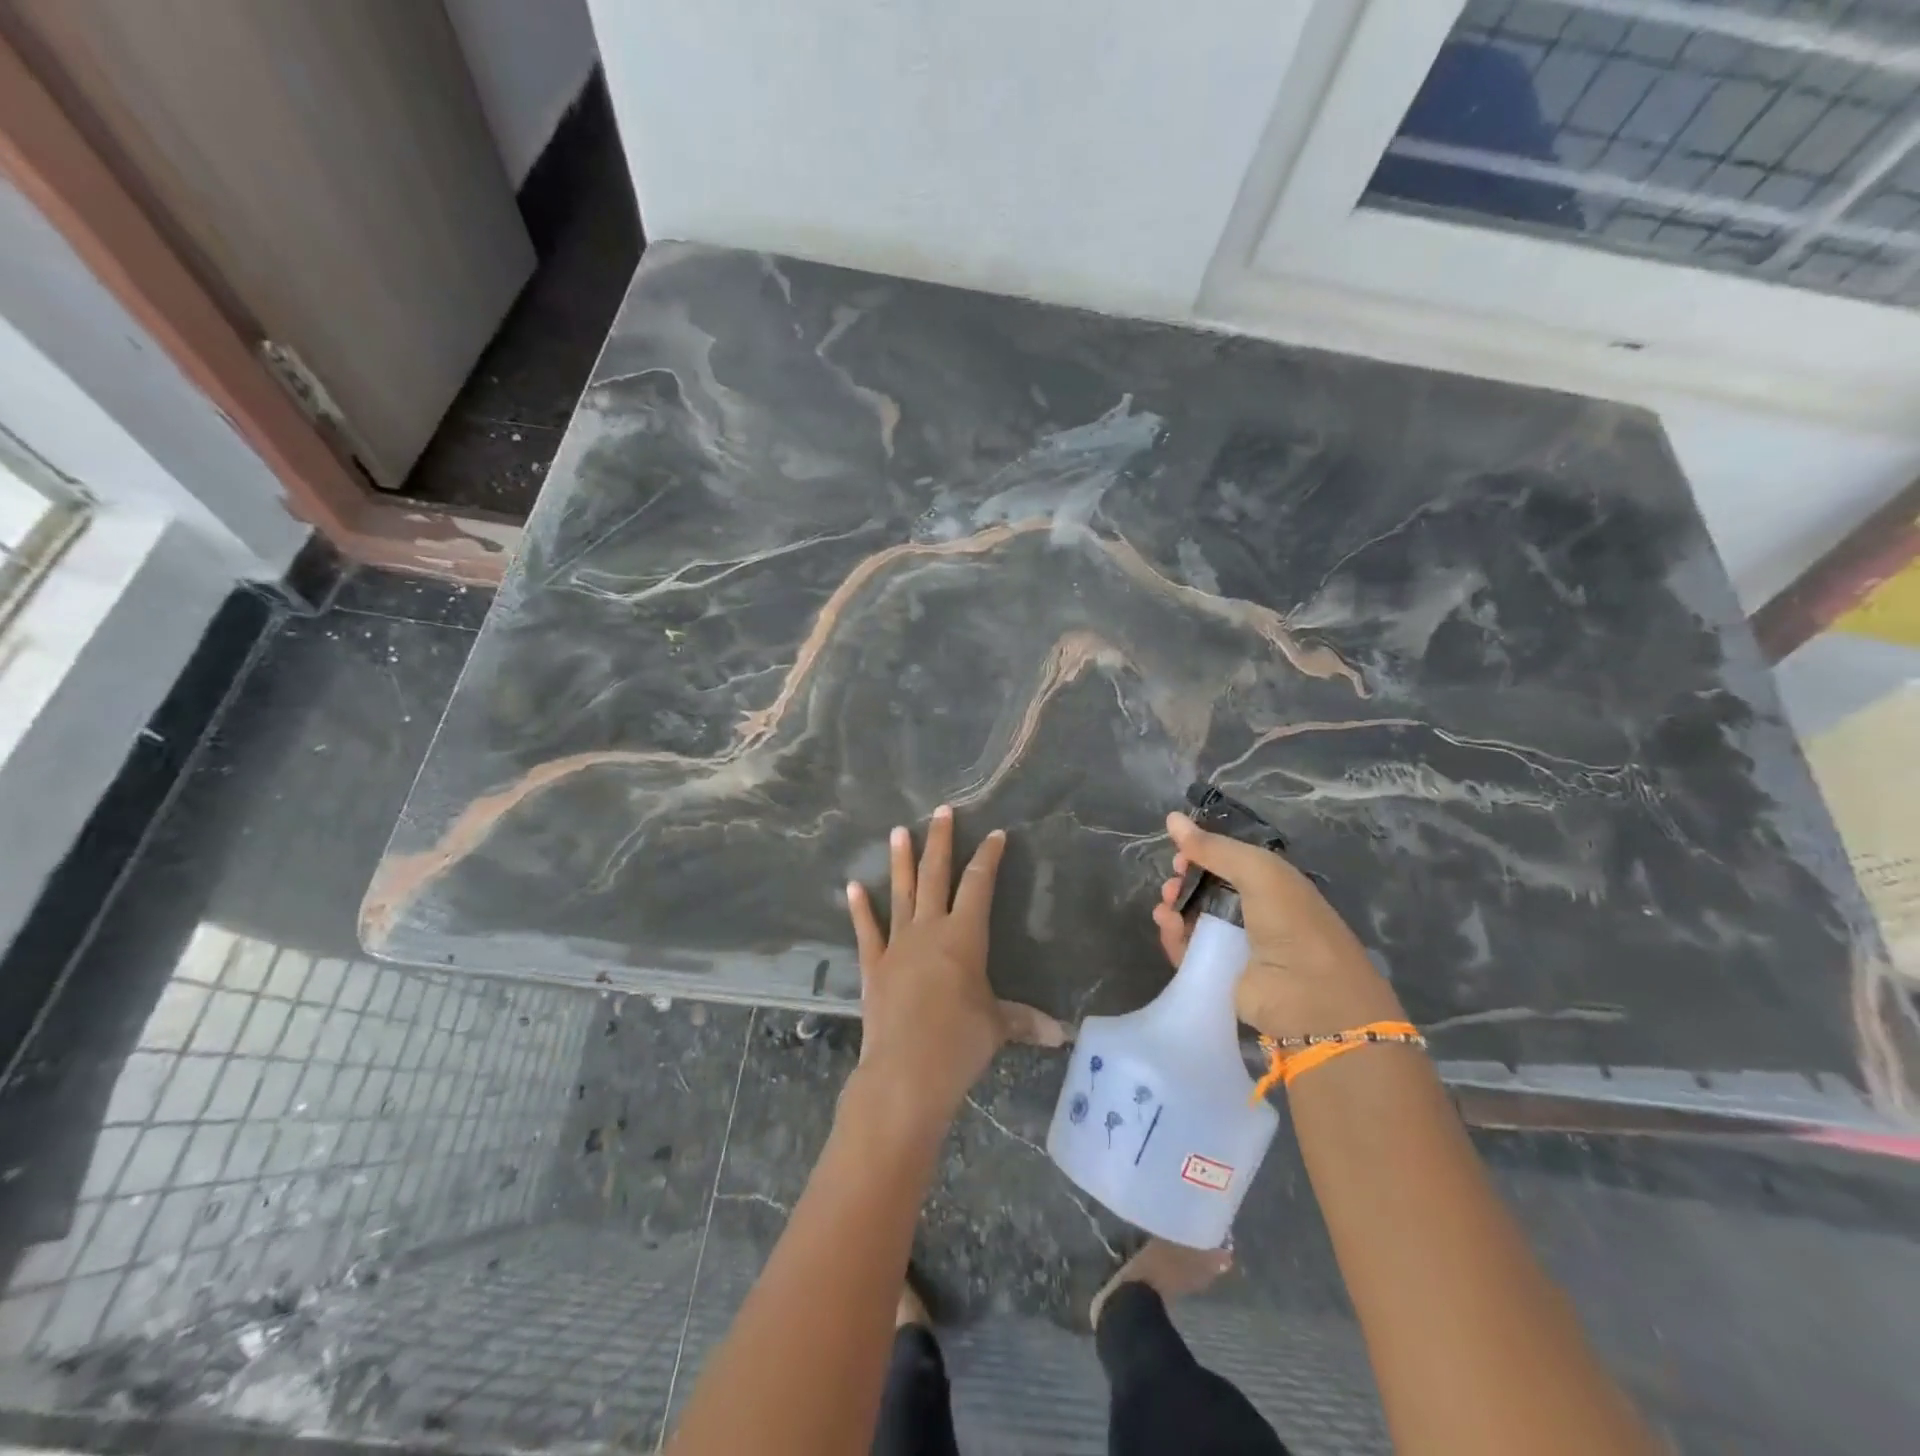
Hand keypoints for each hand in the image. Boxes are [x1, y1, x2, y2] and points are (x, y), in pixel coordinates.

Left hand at [846, 807, 1066, 1131]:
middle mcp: (930, 929)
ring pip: (901, 893)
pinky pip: (867, 930)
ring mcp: (898, 944)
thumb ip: (1025, 1021)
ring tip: (898, 831)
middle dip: (941, 841)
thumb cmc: (959, 1043)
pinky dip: (860, 909)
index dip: (988, 857)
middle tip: (941, 811)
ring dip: (901, 861)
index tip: (995, 834)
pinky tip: (853, 886)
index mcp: (964, 936)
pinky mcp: (874, 965)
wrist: (905, 1071)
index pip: (979, 885)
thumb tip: (1061, 1035)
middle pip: (936, 875)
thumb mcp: (998, 1027)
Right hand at [1151, 810, 1404, 1039]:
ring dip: (1175, 907)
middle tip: (1173, 882)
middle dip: (1184, 880)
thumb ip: (1214, 847)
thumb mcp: (1258, 871)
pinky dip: (1172, 936)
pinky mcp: (1218, 974)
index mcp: (1272, 884)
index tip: (1181, 853)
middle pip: (1206, 889)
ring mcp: (1235, 945)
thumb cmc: (1292, 924)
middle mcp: (1254, 912)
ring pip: (1193, 918)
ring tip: (1167, 907)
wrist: (1312, 998)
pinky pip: (1187, 949)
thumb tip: (1171, 818)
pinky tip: (1166, 925)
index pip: (1228, 861)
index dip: (1202, 854)